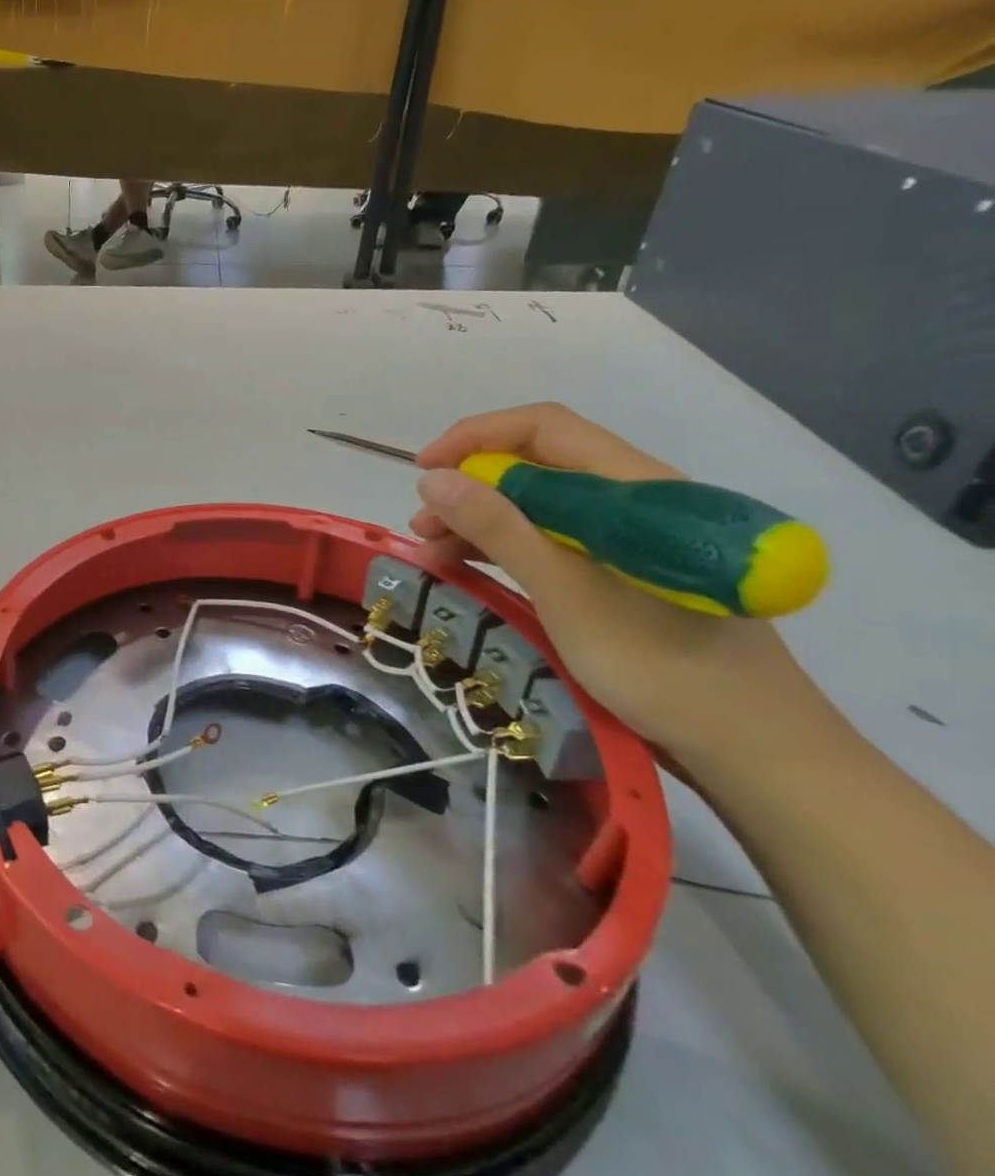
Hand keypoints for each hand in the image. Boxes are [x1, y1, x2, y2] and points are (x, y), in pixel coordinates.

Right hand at [409, 403, 836, 763]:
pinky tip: (468, 569)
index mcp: (635, 487)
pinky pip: (550, 541)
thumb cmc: (660, 664)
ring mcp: (628, 539)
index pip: (544, 428)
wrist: (752, 747)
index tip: (425, 469)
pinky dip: (504, 549)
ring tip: (434, 553)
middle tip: (424, 526)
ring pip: (538, 506)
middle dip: (470, 487)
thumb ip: (498, 527)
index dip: (476, 437)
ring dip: (480, 521)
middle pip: (537, 466)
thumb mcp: (564, 591)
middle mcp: (633, 501)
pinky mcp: (620, 573)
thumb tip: (432, 478)